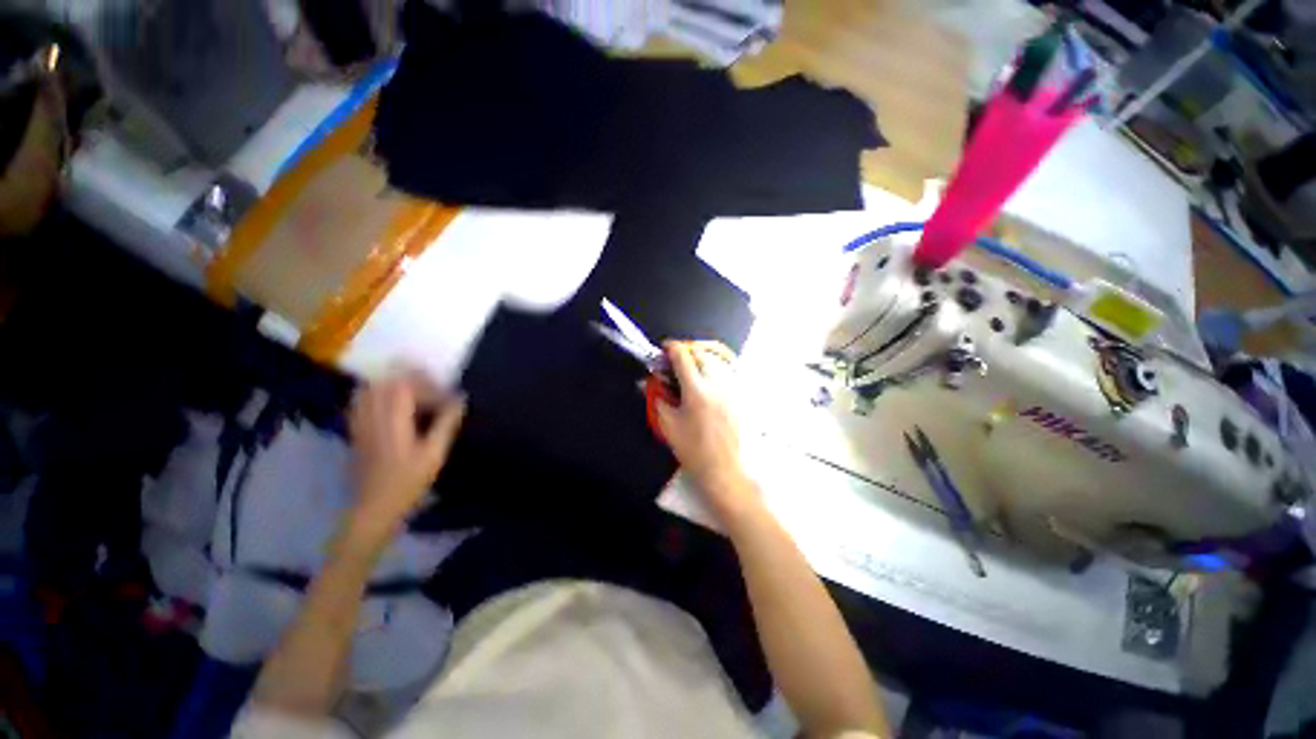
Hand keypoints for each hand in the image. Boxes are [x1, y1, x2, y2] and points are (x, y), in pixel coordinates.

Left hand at [348, 373, 465, 528]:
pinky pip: (359, 403)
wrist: (375, 507)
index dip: (425, 381)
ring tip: (410, 389)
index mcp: (393, 420)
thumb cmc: (409, 481)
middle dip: (408, 378)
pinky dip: (374, 394)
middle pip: (384, 383)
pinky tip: (387, 402)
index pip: (404, 386)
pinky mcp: (355, 432)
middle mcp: (372, 417)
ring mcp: (360, 424)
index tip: (444, 390)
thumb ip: (446, 423)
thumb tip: (461, 399)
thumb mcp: (434, 453)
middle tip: (429, 385)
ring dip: (389, 384)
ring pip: (369, 390)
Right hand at [655, 341, 758, 519]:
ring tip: (691, 364)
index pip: (683, 356)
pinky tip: (708, 374)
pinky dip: (717, 365)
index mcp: (697, 391)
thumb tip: (647, 382)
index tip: (664, 348)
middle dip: (686, 350)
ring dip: (702, 355)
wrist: (722, 468)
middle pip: (702, 352)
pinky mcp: (740, 395)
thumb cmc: (692, 449)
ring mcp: (732, 388)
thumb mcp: (667, 424)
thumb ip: (657, 397)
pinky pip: (729, 369)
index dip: (671, 347)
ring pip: (718, 357)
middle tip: (675, 360)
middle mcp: (717, 384)